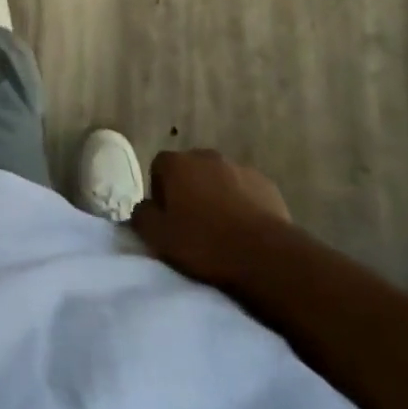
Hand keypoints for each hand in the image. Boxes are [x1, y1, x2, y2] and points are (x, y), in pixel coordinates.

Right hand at [131, 148, 294, 291]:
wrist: (261, 253)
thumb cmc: (203, 242)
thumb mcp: (158, 237)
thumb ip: (142, 216)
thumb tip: (143, 207)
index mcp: (177, 163)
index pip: (159, 166)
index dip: (160, 191)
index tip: (167, 217)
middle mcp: (206, 155)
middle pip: (190, 169)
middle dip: (189, 190)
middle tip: (192, 223)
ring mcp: (238, 166)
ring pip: (219, 178)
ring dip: (216, 195)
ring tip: (221, 229)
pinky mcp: (264, 182)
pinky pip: (245, 189)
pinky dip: (242, 203)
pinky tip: (245, 229)